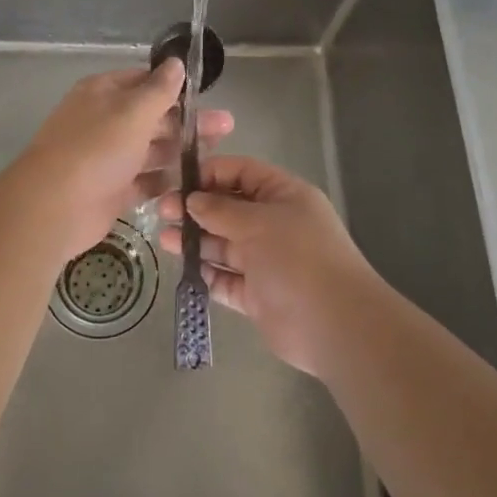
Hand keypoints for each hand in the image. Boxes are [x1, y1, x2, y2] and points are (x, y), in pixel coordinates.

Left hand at [9, 61, 232, 264]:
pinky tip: (192, 183)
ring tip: (216, 156)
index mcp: (103, 93)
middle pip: (152, 116)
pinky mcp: (112, 190)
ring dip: (180, 151)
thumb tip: (176, 62)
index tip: (206, 95)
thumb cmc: (96, 149)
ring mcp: (108, 157)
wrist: (54, 207)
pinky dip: (163, 181)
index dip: (174, 87)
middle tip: (226, 127)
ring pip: (151, 149)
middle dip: (187, 121)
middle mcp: (105, 121)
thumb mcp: (132, 112)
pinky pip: (143, 181)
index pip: (144, 81)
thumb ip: (159, 90)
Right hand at [159, 155, 377, 375]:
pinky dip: (208, 274)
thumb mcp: (258, 223)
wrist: (334, 325)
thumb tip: (192, 200)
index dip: (211, 173)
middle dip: (197, 209)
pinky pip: (227, 279)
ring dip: (196, 241)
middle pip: (230, 208)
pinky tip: (185, 269)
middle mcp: (276, 224)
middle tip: (162, 212)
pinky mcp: (258, 295)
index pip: (243, 172)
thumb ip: (221, 210)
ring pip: (225, 244)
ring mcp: (267, 260)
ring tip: (164, 240)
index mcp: (284, 196)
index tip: (178, 181)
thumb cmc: (298, 258)